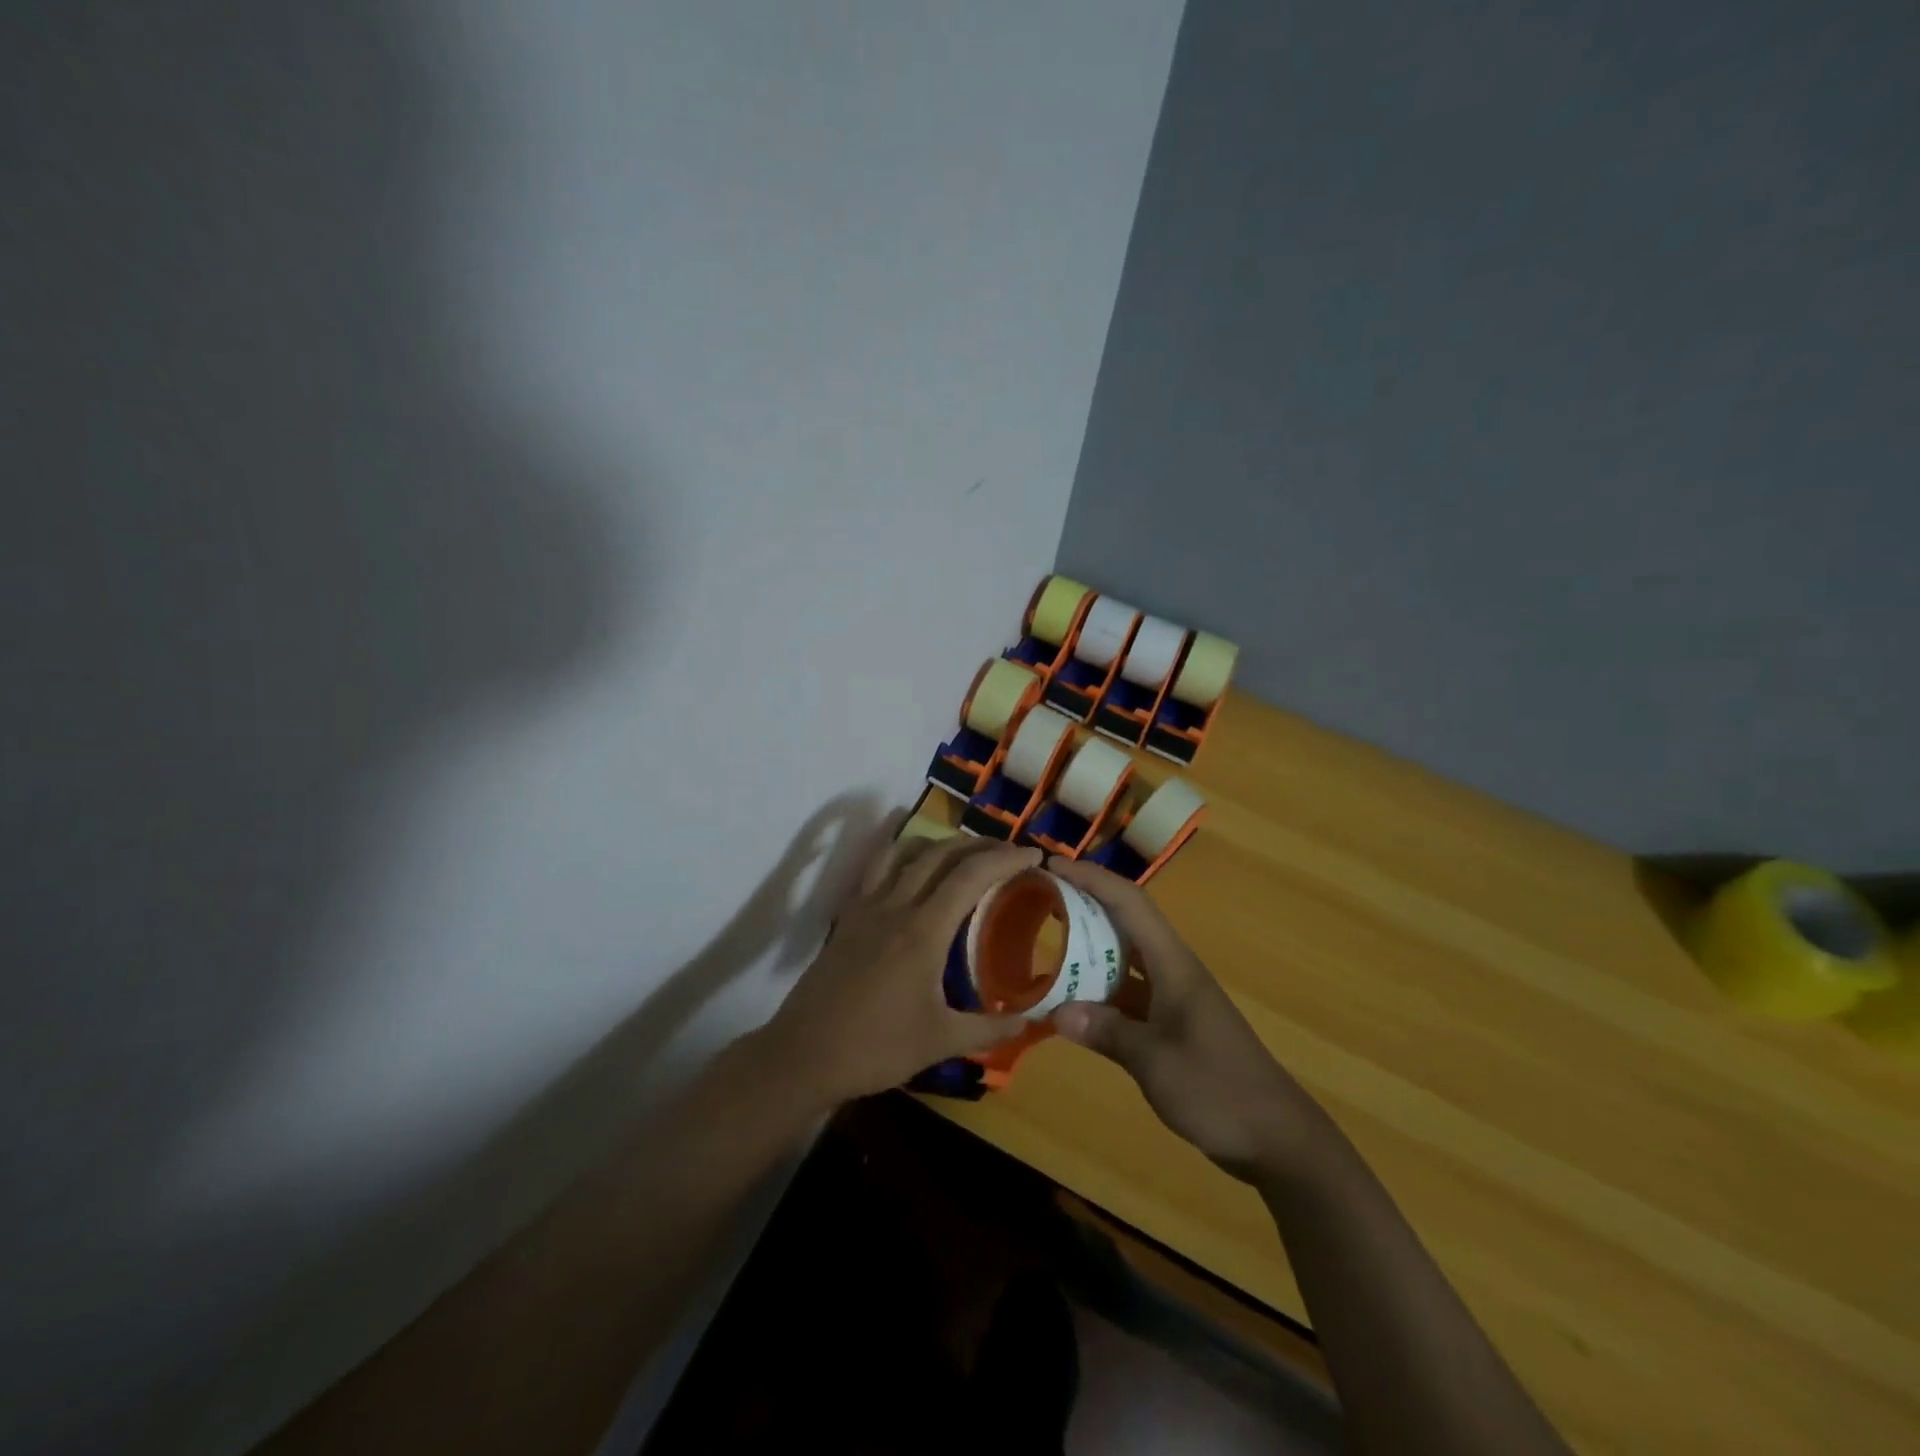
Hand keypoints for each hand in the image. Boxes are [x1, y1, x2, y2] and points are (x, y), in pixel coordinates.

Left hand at [762, 820, 1037, 1105]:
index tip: (1034, 856)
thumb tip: (1030, 1020)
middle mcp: (895, 906)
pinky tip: (911, 867)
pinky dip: (901, 853)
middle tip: (1008, 852)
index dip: (1005, 858)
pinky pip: (876, 867)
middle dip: (979, 845)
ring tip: (963, 853)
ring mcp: (866, 907)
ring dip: (939, 843)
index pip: (970, 875)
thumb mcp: (940, 1041)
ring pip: (905, 852)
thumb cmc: (876, 1048)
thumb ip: (989, 1028)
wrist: (804, 1055)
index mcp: (922, 930)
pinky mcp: (848, 917)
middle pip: (940, 854)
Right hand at [1047, 857, 1331, 1181]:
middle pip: (1126, 922)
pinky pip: (1127, 993)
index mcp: (1174, 965)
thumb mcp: (1155, 1061)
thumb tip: (1057, 1010)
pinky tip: (1071, 1002)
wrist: (1276, 1138)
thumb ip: (1106, 1031)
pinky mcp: (1172, 1026)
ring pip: (1125, 958)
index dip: (1091, 878)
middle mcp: (1173, 971)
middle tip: (1039, 898)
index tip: (1051, 864)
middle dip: (1084, 903)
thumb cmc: (1218, 1089)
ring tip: (1047, 941)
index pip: (1129, 903)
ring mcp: (1173, 998)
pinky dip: (1099, 990)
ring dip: (1089, 946)